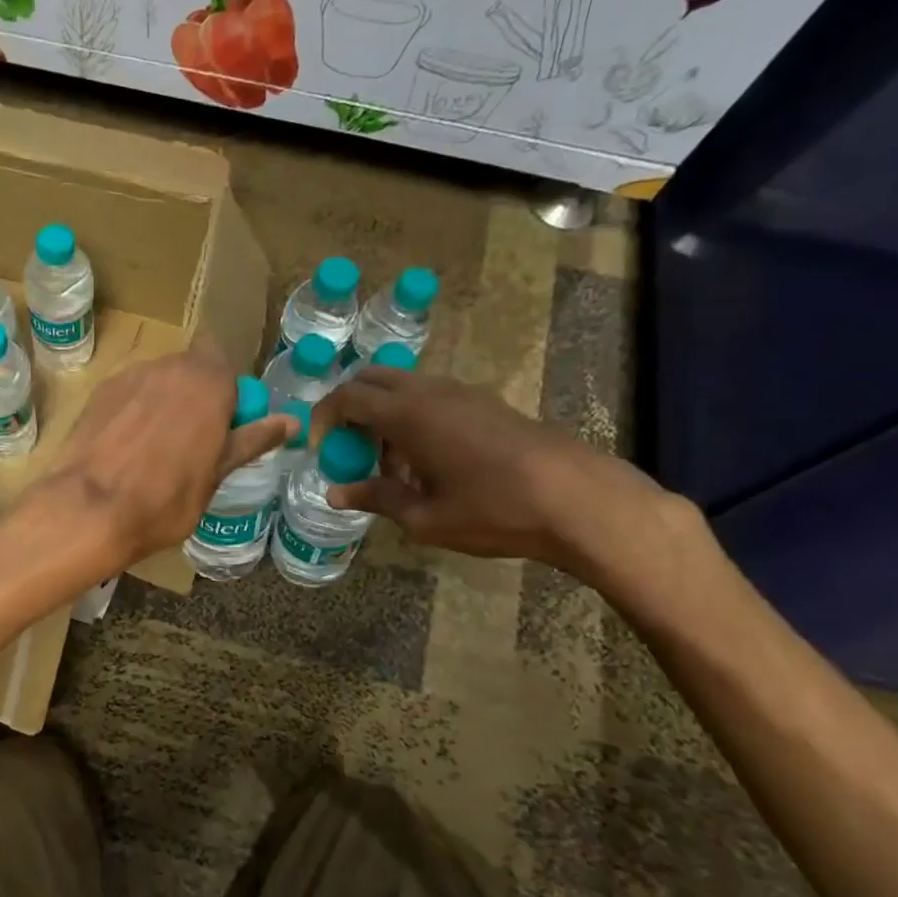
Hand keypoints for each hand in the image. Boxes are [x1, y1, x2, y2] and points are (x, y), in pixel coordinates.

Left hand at [34, 339, 294, 574]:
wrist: (89, 509)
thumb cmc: (165, 499)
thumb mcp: (217, 475)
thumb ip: (251, 440)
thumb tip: (292, 421)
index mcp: (209, 381)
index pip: (226, 369)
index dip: (226, 396)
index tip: (222, 431)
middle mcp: (170, 366)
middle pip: (192, 371)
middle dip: (195, 397)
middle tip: (191, 443)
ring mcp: (130, 375)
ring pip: (158, 381)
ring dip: (163, 403)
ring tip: (153, 449)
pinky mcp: (99, 392)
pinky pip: (129, 394)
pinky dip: (133, 412)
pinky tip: (124, 448)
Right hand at [310, 368, 676, 574]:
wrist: (578, 500)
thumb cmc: (493, 510)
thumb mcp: (423, 517)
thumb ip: (375, 498)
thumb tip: (334, 494)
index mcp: (408, 414)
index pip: (346, 397)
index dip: (322, 419)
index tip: (318, 450)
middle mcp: (431, 392)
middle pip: (372, 379)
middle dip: (349, 409)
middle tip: (348, 449)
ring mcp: (462, 393)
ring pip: (403, 387)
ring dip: (383, 415)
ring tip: (390, 466)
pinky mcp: (486, 403)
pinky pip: (432, 397)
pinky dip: (413, 418)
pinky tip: (427, 463)